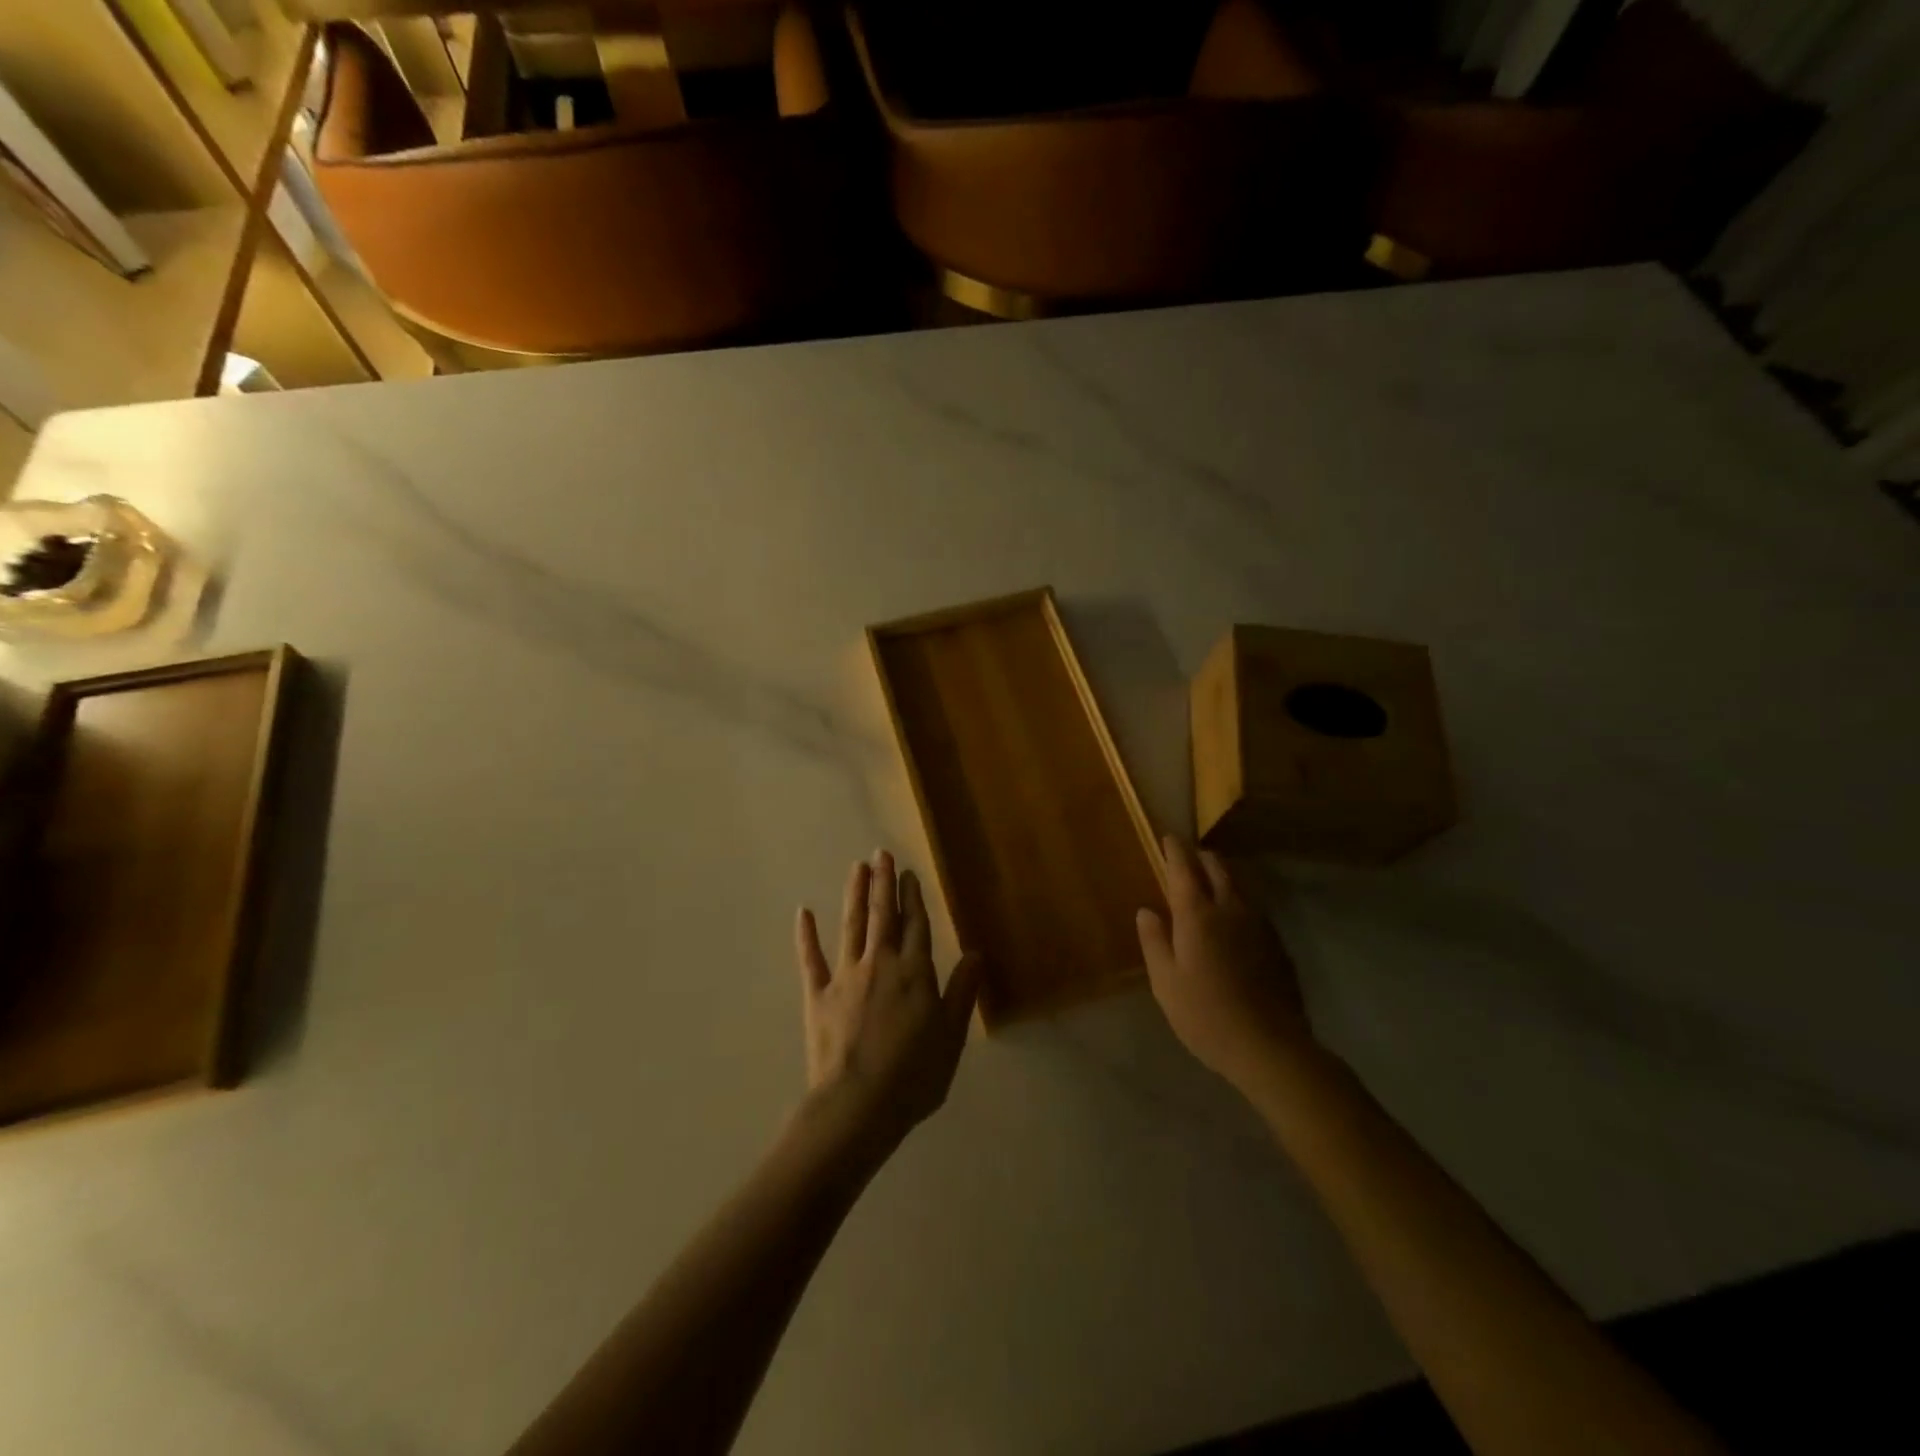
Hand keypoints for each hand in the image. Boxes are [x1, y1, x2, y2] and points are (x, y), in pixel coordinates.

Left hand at [795, 851, 982, 1162]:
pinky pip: (811, 959)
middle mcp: (880, 964)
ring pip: (851, 926)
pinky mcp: (818, 995)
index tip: (908, 873)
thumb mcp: (951, 1037)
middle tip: (880, 853)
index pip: (916, 925)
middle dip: (883, 883)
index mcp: (915, 973)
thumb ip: (962, 992)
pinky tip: (803, 912)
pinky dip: (806, 935)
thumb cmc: (913, 1076)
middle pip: (883, 916)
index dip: (913, 897)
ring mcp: (846, 977)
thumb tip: (975, 953)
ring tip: (857, 868)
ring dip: (855, 895)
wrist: (857, 1106)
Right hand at [1137, 835, 1310, 1089]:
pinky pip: (1253, 908)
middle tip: (1188, 858)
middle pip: (1217, 867)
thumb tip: (1147, 911)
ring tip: (1209, 885)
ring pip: (1239, 885)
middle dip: (1201, 857)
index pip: (1184, 868)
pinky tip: (1233, 922)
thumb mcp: (1165, 983)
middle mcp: (1230, 909)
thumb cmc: (1206, 1015)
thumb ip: (1154, 941)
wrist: (1271, 1046)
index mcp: (1197, 915)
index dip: (1174, 850)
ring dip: (1222, 877)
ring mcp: (1259, 924)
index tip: (1168, 837)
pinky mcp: (1277, 943)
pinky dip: (1237, 901)